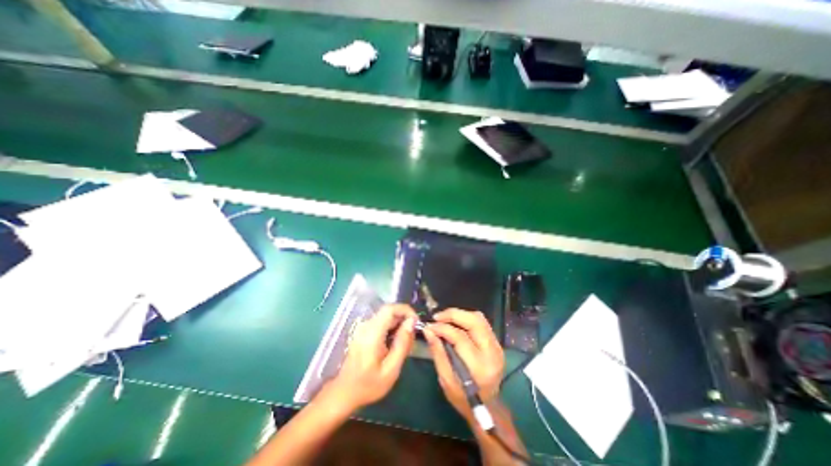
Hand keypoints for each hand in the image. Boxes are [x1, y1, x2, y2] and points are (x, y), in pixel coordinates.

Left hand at [325, 306, 414, 410]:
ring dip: (399, 324)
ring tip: (406, 342)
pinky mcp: (364, 332)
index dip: (406, 310)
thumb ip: (402, 344)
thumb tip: (412, 322)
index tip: (417, 322)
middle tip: (413, 336)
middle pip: (389, 311)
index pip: (390, 309)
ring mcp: (364, 328)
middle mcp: (366, 325)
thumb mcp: (391, 370)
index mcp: (372, 333)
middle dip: (404, 319)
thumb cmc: (368, 385)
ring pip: (386, 316)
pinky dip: (392, 328)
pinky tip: (395, 344)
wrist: (344, 393)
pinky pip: (382, 323)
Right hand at [424, 310, 502, 422]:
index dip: (442, 328)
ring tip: (444, 319)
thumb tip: (428, 330)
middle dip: (453, 314)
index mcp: (480, 367)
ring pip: (479, 318)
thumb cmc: (463, 398)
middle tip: (437, 317)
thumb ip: (437, 352)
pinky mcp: (497, 343)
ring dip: (460, 315)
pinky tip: (455, 323)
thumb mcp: (445, 379)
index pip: (460, 337)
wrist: (487, 407)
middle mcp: (492, 353)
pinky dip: (466, 319)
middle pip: (474, 321)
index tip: (429, 326)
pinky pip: (481, 323)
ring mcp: (497, 346)